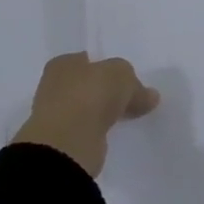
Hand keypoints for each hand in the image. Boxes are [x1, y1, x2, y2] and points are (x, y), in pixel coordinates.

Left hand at [12, 53, 159, 177]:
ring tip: (126, 116)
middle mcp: (54, 87)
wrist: (67, 144)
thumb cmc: (90, 95)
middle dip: (105, 91)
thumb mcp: (123, 76)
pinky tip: (114, 133)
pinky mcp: (62, 141)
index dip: (106, 66)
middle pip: (87, 84)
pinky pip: (87, 130)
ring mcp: (56, 116)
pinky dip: (98, 131)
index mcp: (63, 64)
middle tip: (130, 97)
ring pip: (86, 108)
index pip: (87, 59)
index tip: (125, 78)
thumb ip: (135, 84)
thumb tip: (150, 96)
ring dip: (102, 113)